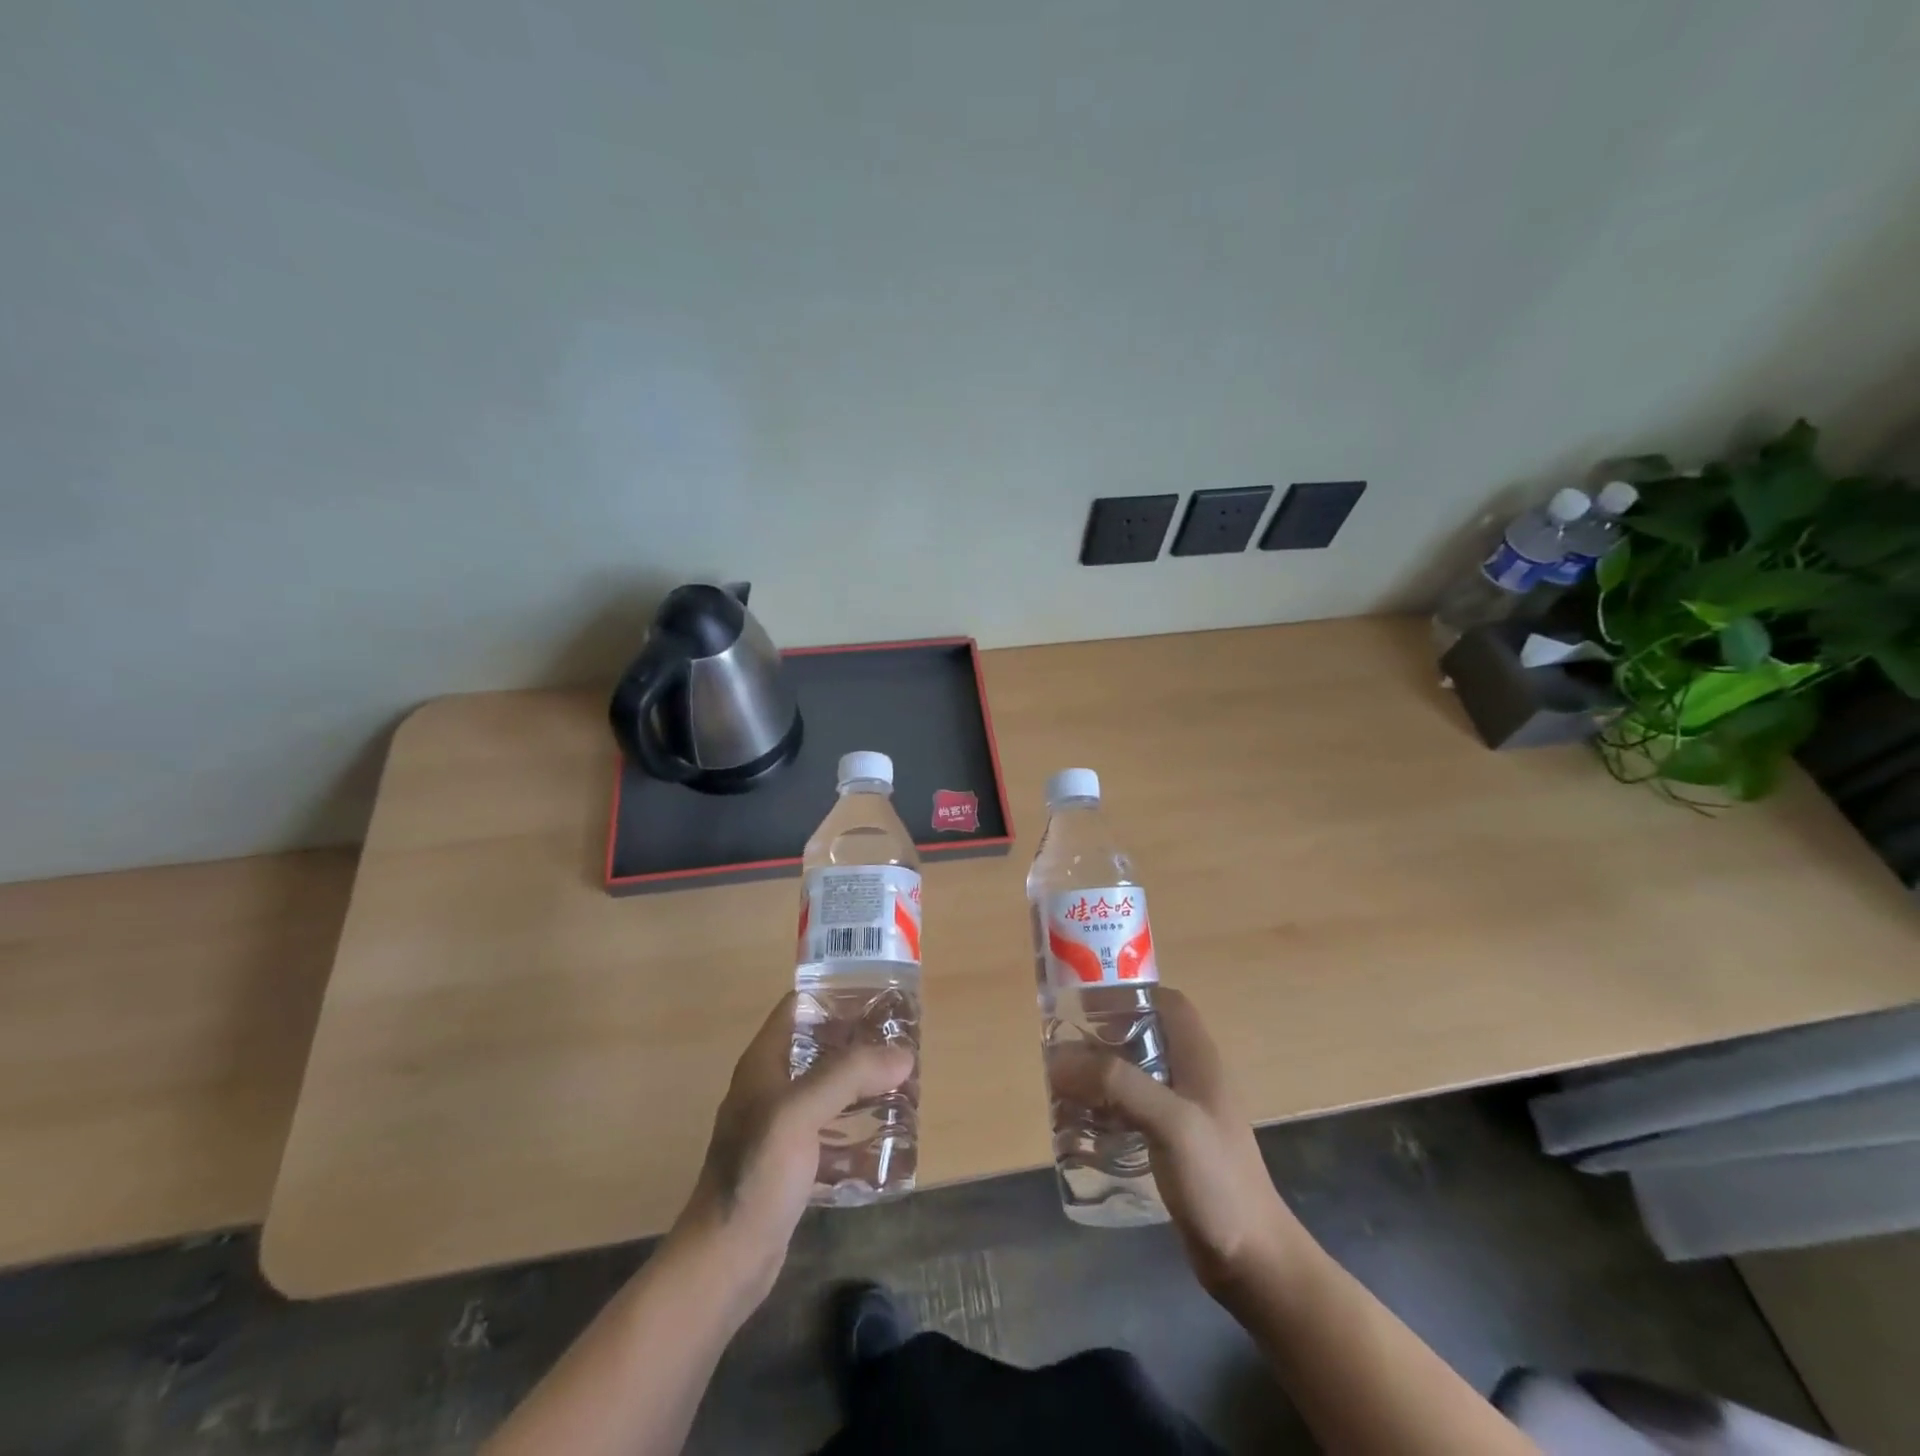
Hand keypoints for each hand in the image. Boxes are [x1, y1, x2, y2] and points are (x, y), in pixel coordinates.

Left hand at [673, 993, 912, 1301]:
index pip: (800, 1007)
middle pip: (820, 1049)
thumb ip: (849, 1076)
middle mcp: (770, 1088)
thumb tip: (902, 1054)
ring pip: (829, 1093)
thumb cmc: (756, 1175)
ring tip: (904, 1088)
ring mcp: (780, 1128)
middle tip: (904, 1046)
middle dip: (861, 1046)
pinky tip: (888, 1143)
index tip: (881, 997)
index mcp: (764, 1063)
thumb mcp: (800, 1112)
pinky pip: (831, 1137)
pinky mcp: (791, 1165)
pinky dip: (857, 1135)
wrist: (724, 1262)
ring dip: (863, 1089)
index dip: (837, 996)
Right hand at [1050, 987, 1300, 1293]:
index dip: (1130, 994)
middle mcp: (1192, 1078)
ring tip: (1063, 1086)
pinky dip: (1106, 1108)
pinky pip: (1132, 1110)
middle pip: (1144, 1036)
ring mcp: (1183, 1113)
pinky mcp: (1173, 1145)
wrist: (1252, 1261)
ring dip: (1100, 1074)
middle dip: (1104, 1036)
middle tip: (1064, 1049)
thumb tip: (1059, 1059)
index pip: (1167, 1003)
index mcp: (1200, 1059)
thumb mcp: (1169, 1122)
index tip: (1086, 1004)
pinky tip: (1082, 1125)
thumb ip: (1118, 1083)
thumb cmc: (1217, 1181)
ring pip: (1135, 1074)